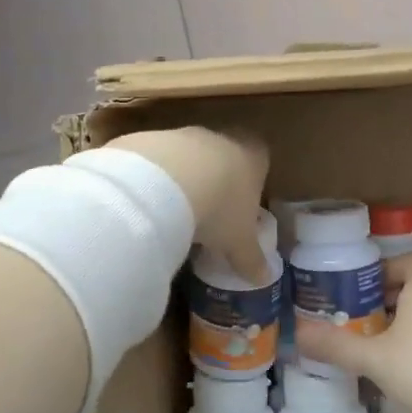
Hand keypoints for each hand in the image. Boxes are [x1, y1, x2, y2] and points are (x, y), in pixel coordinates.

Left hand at [107, 127, 270, 281]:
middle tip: (210, 212)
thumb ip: (251, 258)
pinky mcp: (148, 139)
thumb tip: (264, 278)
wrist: (166, 182)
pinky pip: (154, 160)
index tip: (244, 203)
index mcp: (252, 155)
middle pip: (223, 154)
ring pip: (187, 156)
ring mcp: (182, 134)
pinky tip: (147, 203)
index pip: (260, 158)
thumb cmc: (220, 209)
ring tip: (175, 213)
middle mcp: (220, 137)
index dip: (253, 179)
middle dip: (217, 180)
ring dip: (183, 178)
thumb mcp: (239, 241)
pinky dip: (152, 178)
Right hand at [295, 254, 411, 412]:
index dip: (380, 272)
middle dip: (389, 298)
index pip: (403, 260)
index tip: (358, 293)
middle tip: (362, 319)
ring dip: (408, 319)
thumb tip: (298, 335)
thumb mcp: (373, 358)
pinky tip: (411, 365)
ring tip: (382, 343)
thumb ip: (335, 345)